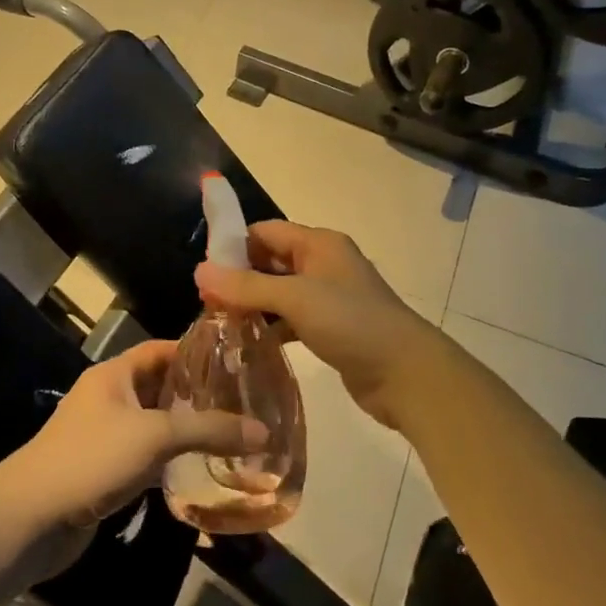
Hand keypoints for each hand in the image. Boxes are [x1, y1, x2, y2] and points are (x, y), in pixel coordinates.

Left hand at [0, 341, 266, 578]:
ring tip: (234, 435)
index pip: (160, 349)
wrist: (31, 519)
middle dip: (198, 394)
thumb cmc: (91, 459)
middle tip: (245, 402)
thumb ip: (210, 430)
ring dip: (187, 431)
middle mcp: (109, 399)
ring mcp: (105, 437)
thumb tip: (264, 432)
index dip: (195, 351)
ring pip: (155, 426)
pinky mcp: (105, 472)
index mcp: (114, 375)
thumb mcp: (155, 436)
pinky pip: (146, 459)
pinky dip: (172, 462)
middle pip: (160, 387)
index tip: (236, 359)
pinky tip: (202, 470)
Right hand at [194, 221, 442, 429]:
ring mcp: (328, 298)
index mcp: (319, 244)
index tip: (204, 271)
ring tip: (219, 324)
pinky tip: (248, 344)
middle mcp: (323, 264)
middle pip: (270, 261)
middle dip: (239, 278)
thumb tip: (199, 270)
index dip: (234, 246)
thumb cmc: (351, 323)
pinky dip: (270, 328)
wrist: (405, 373)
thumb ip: (247, 285)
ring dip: (252, 305)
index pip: (266, 232)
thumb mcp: (296, 298)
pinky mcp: (330, 328)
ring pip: (278, 293)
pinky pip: (290, 320)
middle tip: (206, 302)